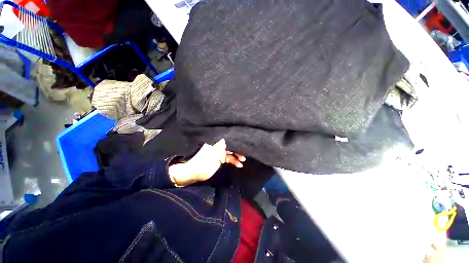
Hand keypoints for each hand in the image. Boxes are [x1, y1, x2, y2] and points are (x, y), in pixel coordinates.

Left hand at [168, 139, 245, 186]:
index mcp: (216, 142)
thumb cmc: (202, 162)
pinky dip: (233, 161)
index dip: (235, 143)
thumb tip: (227, 140)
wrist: (193, 173)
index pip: (228, 140)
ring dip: (237, 157)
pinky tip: (239, 164)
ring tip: (242, 161)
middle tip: (244, 155)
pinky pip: (228, 158)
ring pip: (230, 152)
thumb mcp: (213, 154)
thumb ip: (222, 147)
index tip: (243, 146)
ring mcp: (219, 152)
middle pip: (230, 146)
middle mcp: (218, 145)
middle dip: (238, 150)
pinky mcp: (220, 159)